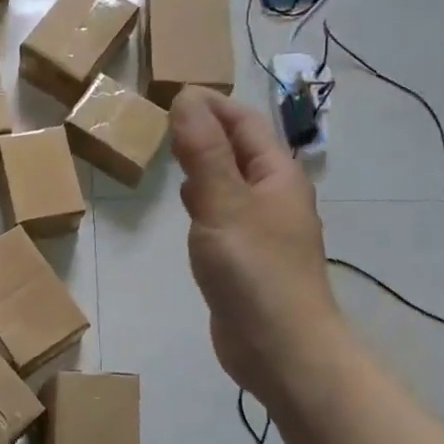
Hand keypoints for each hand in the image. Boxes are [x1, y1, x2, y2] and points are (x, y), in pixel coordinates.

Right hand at [169, 88, 342, 407]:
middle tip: (162, 121)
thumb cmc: (255, 271)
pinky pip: (224, 213)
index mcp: (277, 175)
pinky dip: (204, 199)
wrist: (281, 349)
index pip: (245, 122)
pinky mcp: (247, 257)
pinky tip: (186, 207)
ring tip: (169, 154)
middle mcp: (274, 195)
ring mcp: (262, 228)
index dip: (212, 105)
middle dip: (205, 130)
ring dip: (204, 164)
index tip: (171, 94)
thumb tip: (186, 97)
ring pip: (230, 181)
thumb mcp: (223, 203)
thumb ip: (203, 151)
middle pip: (240, 149)